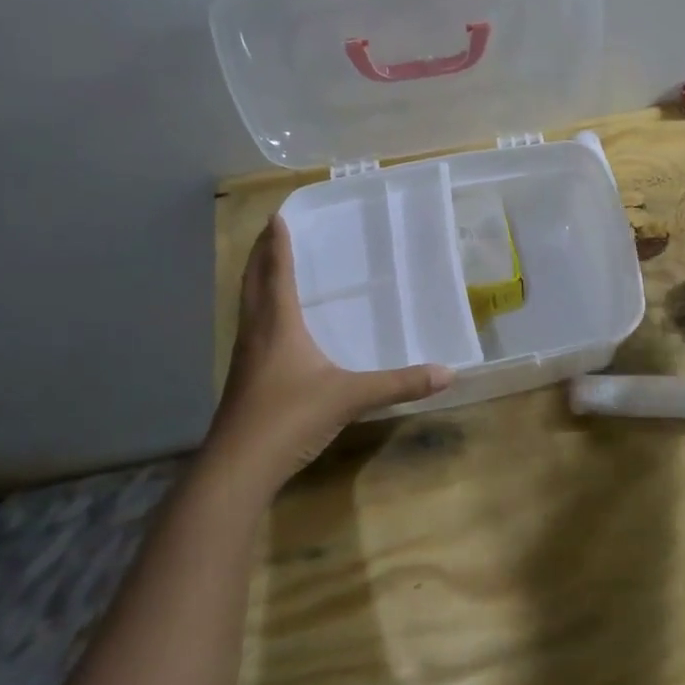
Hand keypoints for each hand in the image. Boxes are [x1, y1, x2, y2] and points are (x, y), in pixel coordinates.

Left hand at [208, 216, 451, 490]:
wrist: (237, 468)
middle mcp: (256, 332)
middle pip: (253, 282)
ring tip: (267, 266)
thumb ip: (398, 384)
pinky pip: (250, 328)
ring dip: (255, 280)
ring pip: (247, 305)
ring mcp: (245, 357)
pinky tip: (271, 324)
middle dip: (260, 254)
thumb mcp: (350, 397)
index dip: (277, 243)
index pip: (277, 272)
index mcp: (278, 324)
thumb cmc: (290, 418)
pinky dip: (258, 309)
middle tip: (269, 231)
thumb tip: (447, 372)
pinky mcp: (243, 378)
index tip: (277, 216)